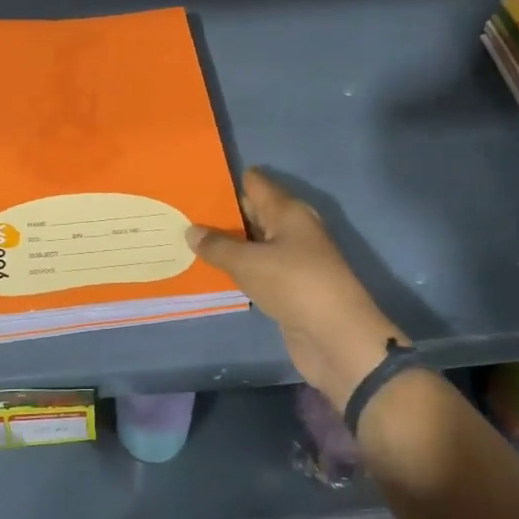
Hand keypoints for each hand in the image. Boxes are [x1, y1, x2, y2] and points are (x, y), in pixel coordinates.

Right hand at [186, 168, 407, 406]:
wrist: (336, 337)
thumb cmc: (294, 285)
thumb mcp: (248, 262)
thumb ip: (217, 246)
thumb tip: (191, 230)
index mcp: (288, 212)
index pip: (256, 183)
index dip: (227, 181)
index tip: (195, 181)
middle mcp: (292, 230)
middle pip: (253, 212)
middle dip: (221, 212)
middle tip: (182, 211)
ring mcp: (292, 260)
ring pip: (252, 243)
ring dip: (226, 243)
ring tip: (186, 238)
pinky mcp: (288, 287)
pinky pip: (256, 269)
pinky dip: (236, 268)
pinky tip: (209, 269)